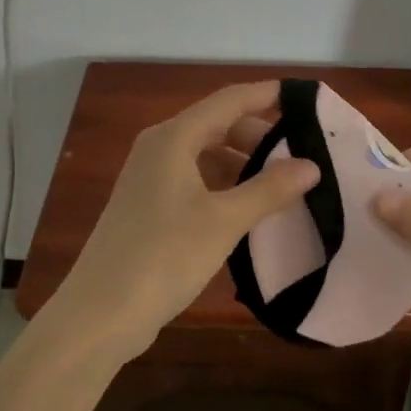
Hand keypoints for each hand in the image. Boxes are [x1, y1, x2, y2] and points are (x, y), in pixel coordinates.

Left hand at [45, 82, 318, 364]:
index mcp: (174, 138)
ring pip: (207, 153)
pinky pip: (196, 178)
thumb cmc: (163, 257)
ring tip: (282, 181)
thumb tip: (311, 165)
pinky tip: (249, 207)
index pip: (230, 100)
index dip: (268, 94)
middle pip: (218, 124)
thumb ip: (269, 189)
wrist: (99, 315)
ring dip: (244, 161)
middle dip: (260, 134)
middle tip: (302, 151)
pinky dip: (225, 184)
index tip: (306, 97)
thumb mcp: (224, 221)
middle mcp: (159, 147)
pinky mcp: (149, 205)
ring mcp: (151, 177)